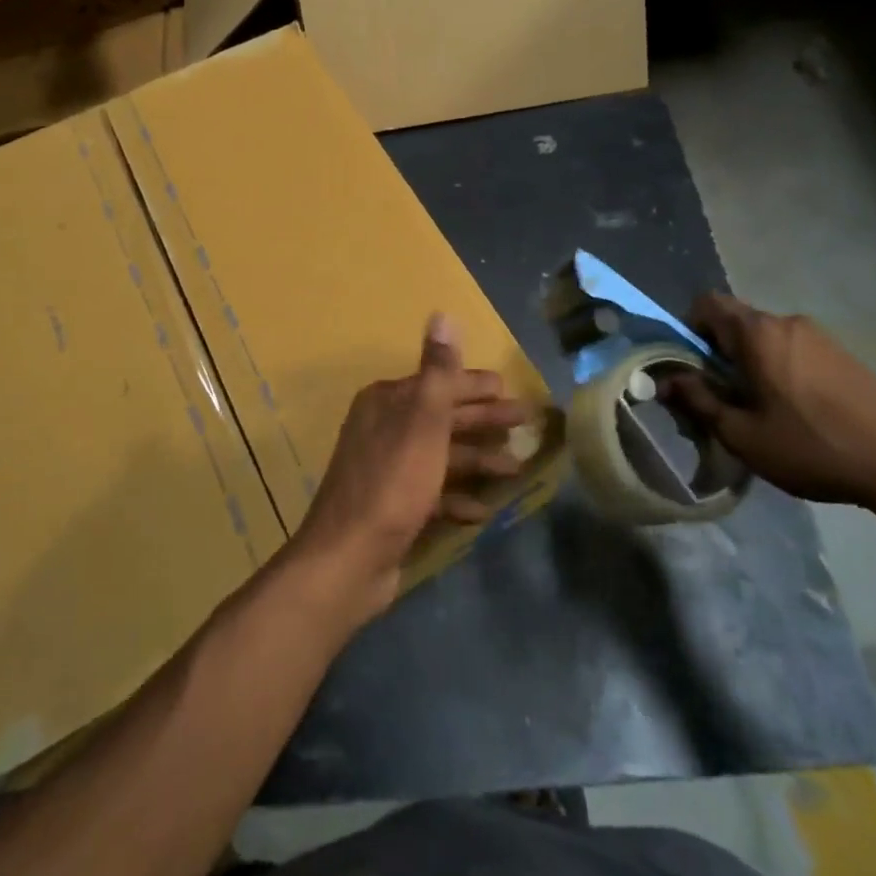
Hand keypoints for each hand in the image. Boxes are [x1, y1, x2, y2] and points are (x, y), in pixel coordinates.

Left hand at [288, 314, 529, 625]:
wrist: (348, 561)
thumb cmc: (392, 483)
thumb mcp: (422, 422)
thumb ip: (438, 371)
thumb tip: (443, 314)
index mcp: (387, 401)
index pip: (441, 384)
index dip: (478, 387)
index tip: (513, 393)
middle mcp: (384, 428)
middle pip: (444, 418)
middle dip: (485, 421)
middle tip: (527, 425)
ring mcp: (388, 469)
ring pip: (442, 455)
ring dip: (478, 460)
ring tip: (517, 469)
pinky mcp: (393, 506)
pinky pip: (433, 493)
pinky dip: (458, 497)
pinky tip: (483, 511)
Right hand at [660, 293, 875, 513]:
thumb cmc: (812, 446)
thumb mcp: (743, 434)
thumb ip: (699, 401)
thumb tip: (667, 381)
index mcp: (757, 333)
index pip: (706, 304)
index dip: (688, 330)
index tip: (693, 368)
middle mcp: (786, 322)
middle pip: (736, 322)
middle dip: (719, 352)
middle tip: (723, 396)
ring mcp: (820, 336)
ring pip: (766, 339)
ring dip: (751, 363)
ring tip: (761, 410)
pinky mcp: (844, 354)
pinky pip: (794, 350)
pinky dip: (781, 369)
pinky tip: (797, 412)